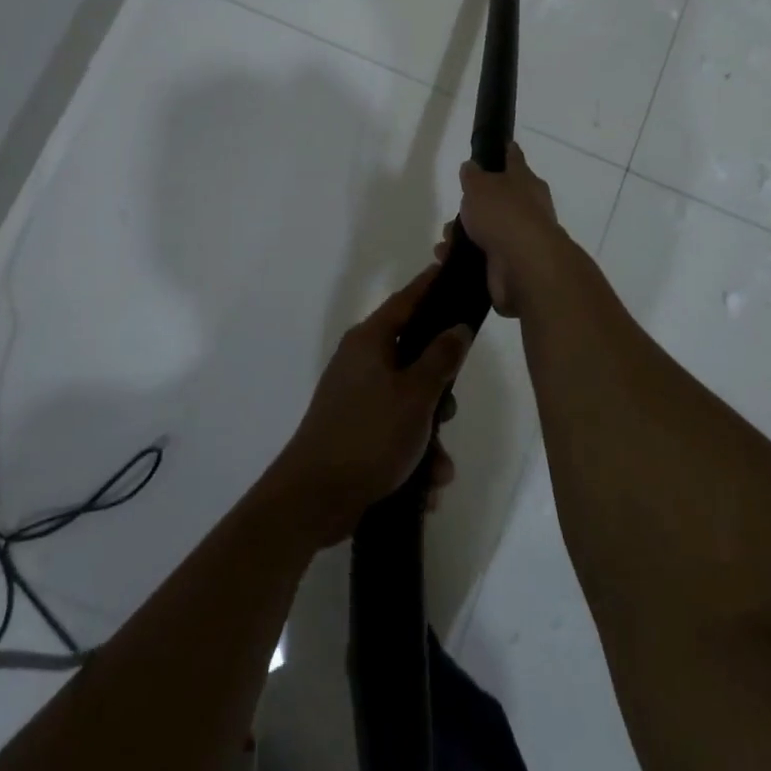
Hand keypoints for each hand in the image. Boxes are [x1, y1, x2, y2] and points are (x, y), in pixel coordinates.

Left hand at [272, 266, 470, 546]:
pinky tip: (425, 488)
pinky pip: (395, 434)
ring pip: (409, 403)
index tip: (454, 271)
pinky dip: (413, 457)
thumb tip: (457, 326)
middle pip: (414, 358)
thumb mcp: (415, 394)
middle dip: (439, 393)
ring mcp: (356, 398)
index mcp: (370, 341)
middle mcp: (361, 362)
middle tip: (448, 413)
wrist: (313, 499)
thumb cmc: (368, 435)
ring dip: (429, 438)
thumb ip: (441, 357)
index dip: (431, 285)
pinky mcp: (355, 432)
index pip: (407, 300)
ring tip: (438, 470)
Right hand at [447, 143, 576, 316]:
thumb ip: (473, 176)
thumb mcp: (480, 185)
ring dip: (463, 236)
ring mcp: (520, 239)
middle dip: (474, 206)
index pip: (515, 160)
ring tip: (445, 242)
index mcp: (526, 182)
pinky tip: (445, 260)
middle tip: (456, 210)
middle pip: (498, 200)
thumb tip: (472, 167)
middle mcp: (528, 209)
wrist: (524, 266)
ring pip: (488, 231)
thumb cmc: (504, 214)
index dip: (506, 152)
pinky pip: (482, 258)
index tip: (502, 145)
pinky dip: (463, 259)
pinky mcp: (510, 267)